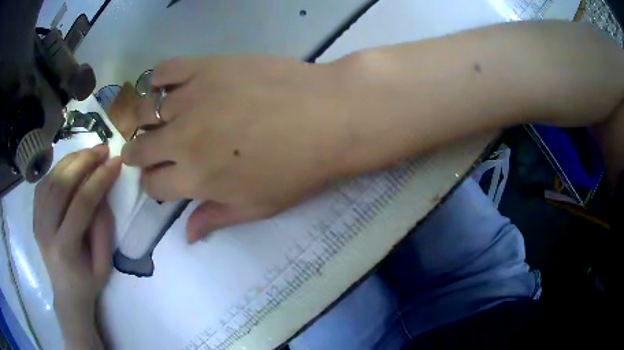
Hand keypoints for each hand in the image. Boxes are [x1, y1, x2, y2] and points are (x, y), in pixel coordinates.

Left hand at [34, 145, 121, 348]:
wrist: (66, 293)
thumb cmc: (88, 282)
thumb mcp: (104, 264)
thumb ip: (103, 227)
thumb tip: (102, 190)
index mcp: (64, 249)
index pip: (81, 205)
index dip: (99, 180)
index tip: (116, 162)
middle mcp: (45, 231)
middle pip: (61, 185)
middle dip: (83, 162)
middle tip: (102, 149)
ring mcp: (36, 220)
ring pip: (51, 179)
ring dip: (71, 160)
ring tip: (89, 152)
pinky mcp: (34, 214)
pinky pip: (44, 183)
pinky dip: (58, 168)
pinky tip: (71, 165)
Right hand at [122, 56, 353, 241]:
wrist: (330, 115)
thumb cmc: (299, 168)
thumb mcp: (258, 205)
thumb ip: (216, 217)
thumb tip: (188, 235)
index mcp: (193, 178)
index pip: (152, 185)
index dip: (152, 185)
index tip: (159, 180)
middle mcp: (181, 138)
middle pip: (140, 149)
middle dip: (137, 154)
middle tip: (144, 151)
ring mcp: (191, 97)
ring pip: (144, 110)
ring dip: (143, 119)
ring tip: (152, 119)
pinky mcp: (206, 66)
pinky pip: (165, 70)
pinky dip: (157, 79)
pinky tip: (164, 86)